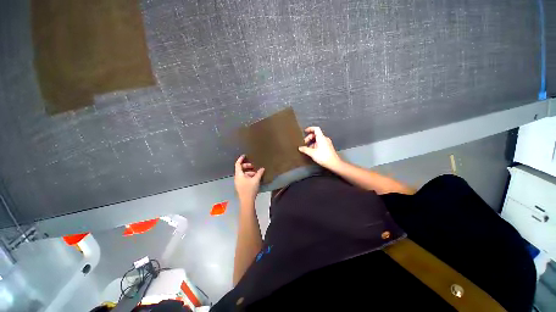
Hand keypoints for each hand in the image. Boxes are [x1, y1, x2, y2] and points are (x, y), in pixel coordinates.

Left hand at [234, 155, 264, 202]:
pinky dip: (248, 176)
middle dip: (247, 166)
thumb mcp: (256, 180)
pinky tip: (254, 178)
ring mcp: (238, 182)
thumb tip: (262, 168)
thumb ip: (259, 173)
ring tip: (256, 173)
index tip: (245, 155)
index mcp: (239, 175)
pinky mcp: (240, 186)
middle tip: (254, 166)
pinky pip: (244, 178)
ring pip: (243, 174)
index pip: (238, 164)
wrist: (246, 201)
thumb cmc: (250, 189)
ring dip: (249, 172)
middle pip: (241, 169)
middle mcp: (237, 178)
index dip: (241, 159)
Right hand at [298, 126, 342, 170]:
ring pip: (317, 140)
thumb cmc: (323, 157)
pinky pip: (320, 143)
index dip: (310, 129)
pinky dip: (315, 145)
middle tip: (304, 143)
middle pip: (315, 135)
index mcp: (321, 138)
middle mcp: (324, 139)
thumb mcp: (312, 153)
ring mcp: (326, 143)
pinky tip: (312, 151)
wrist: (334, 163)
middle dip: (309, 138)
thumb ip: (305, 149)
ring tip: (307, 149)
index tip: (305, 131)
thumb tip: (300, 148)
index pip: (316, 129)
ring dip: (311, 143)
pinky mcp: (327, 147)